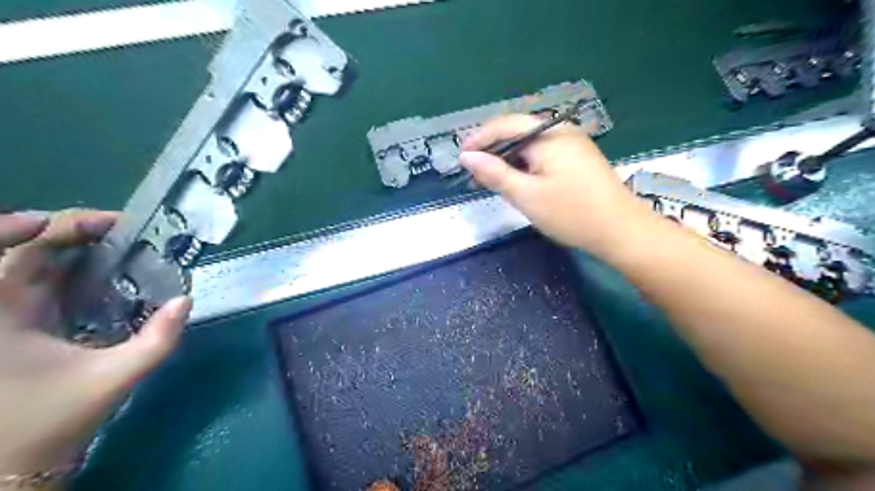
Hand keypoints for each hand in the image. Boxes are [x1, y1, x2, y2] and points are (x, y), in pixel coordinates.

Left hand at [0, 208, 192, 478]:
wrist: (10, 463)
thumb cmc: (51, 420)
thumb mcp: (113, 378)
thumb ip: (157, 341)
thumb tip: (186, 301)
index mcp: (4, 313)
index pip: (16, 250)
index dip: (53, 225)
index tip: (106, 223)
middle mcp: (0, 306)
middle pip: (27, 249)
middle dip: (74, 231)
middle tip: (125, 230)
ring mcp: (9, 315)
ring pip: (35, 264)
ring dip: (75, 247)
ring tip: (121, 242)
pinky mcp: (21, 325)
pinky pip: (44, 283)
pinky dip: (73, 269)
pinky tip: (106, 272)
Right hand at [458, 115, 655, 256]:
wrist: (621, 232)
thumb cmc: (571, 213)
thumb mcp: (526, 195)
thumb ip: (494, 173)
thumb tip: (467, 157)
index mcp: (549, 135)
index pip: (506, 125)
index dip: (480, 139)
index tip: (461, 158)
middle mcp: (562, 132)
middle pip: (519, 133)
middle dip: (494, 151)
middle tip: (474, 173)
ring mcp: (573, 145)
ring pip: (531, 146)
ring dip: (509, 161)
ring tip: (491, 181)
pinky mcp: (578, 160)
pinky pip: (544, 156)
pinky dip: (526, 166)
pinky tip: (518, 182)